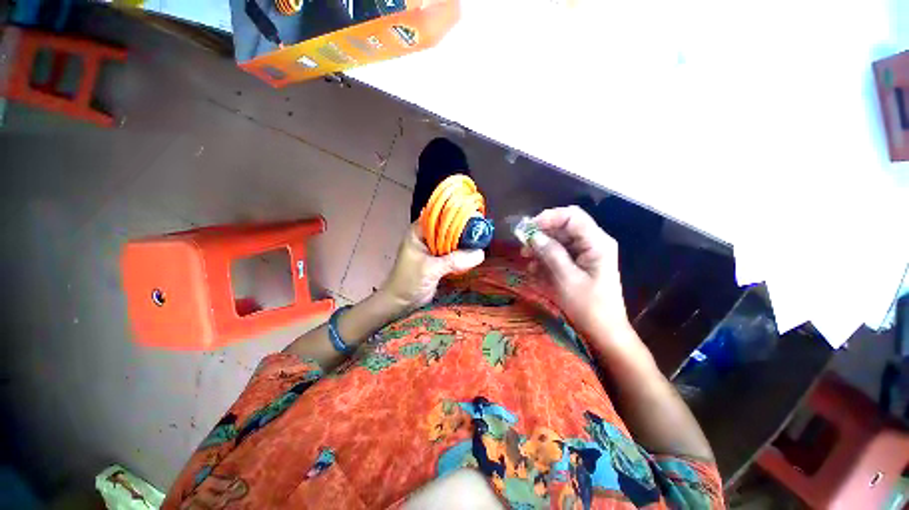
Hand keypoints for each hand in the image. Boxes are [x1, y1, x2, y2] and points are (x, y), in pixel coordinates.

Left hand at [380, 221, 484, 310]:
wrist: (401, 302)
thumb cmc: (409, 281)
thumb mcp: (431, 268)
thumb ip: (455, 260)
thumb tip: (480, 253)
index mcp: (419, 231)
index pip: (440, 216)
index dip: (457, 215)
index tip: (474, 219)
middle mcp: (427, 236)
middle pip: (448, 228)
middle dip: (463, 231)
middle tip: (481, 233)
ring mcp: (433, 248)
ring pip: (452, 241)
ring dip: (464, 244)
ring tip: (480, 242)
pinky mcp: (439, 260)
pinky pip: (453, 253)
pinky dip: (462, 254)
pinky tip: (473, 255)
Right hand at [525, 206, 629, 337]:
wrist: (603, 330)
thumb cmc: (589, 306)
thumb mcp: (567, 279)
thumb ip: (551, 254)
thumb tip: (533, 236)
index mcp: (596, 242)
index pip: (572, 216)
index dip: (548, 218)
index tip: (528, 229)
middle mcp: (592, 242)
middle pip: (563, 227)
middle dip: (541, 234)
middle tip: (523, 247)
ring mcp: (585, 253)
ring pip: (558, 240)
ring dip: (541, 247)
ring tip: (526, 258)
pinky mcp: (578, 263)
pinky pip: (559, 253)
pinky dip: (545, 258)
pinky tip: (535, 269)